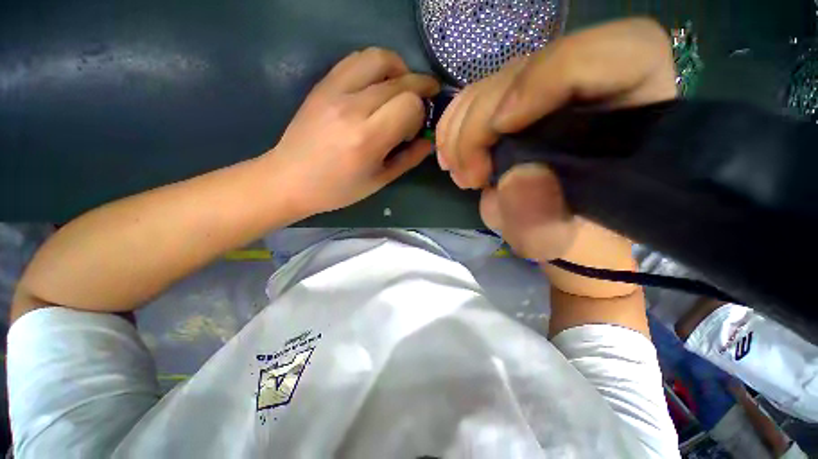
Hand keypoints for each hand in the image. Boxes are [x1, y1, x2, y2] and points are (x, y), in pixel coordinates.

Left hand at [268, 48, 439, 214]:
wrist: (290, 178)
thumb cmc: (338, 189)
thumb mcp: (379, 180)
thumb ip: (409, 158)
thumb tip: (429, 139)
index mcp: (367, 138)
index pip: (410, 104)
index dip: (420, 114)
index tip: (415, 129)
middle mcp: (352, 107)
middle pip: (400, 80)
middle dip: (420, 89)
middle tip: (424, 101)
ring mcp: (334, 90)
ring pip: (379, 58)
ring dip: (399, 69)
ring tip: (402, 88)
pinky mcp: (322, 84)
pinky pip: (356, 59)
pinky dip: (376, 66)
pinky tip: (378, 84)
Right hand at [436, 18, 676, 262]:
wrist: (561, 236)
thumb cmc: (575, 241)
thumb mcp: (560, 244)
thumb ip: (543, 221)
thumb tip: (515, 178)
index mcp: (634, 117)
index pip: (621, 52)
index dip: (553, 74)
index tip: (501, 128)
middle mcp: (593, 93)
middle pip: (529, 69)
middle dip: (481, 124)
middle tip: (469, 176)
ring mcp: (548, 95)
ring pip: (494, 83)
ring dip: (461, 130)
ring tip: (461, 174)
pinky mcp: (516, 107)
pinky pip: (474, 98)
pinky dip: (453, 127)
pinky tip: (451, 158)